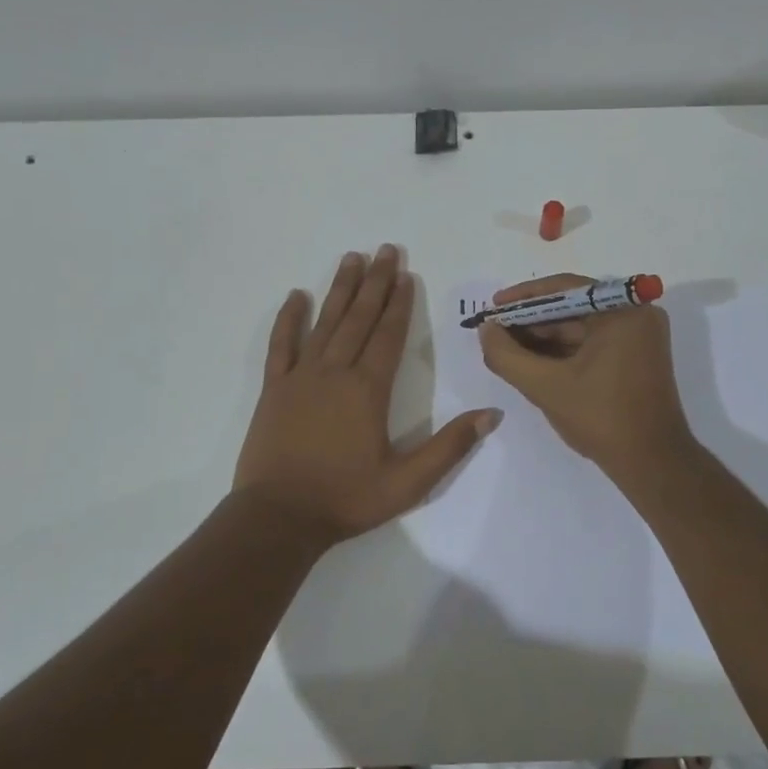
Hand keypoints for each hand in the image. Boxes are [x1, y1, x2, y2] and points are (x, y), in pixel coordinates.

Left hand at [234, 245, 500, 544]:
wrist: (278, 518)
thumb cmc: (346, 499)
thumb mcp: (408, 482)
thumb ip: (450, 446)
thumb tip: (492, 414)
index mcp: (368, 390)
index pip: (389, 335)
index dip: (400, 303)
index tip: (406, 274)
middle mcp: (335, 372)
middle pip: (360, 318)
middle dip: (375, 283)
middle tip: (385, 250)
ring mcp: (301, 377)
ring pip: (325, 322)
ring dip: (340, 289)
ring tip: (352, 258)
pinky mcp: (275, 389)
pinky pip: (282, 345)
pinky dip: (289, 319)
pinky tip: (297, 296)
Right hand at [478, 274, 693, 475]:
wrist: (652, 463)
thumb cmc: (602, 418)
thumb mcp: (546, 386)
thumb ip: (507, 355)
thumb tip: (485, 330)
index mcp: (623, 311)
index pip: (565, 289)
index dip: (523, 298)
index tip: (493, 308)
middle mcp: (636, 314)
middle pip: (573, 307)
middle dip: (531, 321)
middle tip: (495, 332)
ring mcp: (639, 336)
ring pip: (581, 327)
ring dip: (544, 338)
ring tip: (506, 348)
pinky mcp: (637, 357)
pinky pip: (593, 343)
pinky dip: (564, 351)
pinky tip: (532, 361)